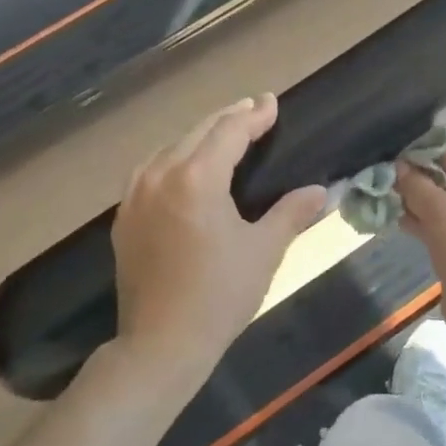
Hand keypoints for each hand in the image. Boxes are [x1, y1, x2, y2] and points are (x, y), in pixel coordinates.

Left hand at [109, 94, 326, 392]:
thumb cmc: (220, 294)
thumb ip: (292, 212)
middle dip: (228, 118)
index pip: (229, 131)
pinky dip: (173, 158)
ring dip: (198, 136)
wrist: (161, 343)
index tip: (271, 102)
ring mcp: (136, 197)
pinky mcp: (124, 218)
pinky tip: (184, 168)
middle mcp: (160, 176)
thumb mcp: (264, 250)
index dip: (253, 114)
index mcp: (197, 179)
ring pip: (169, 148)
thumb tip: (320, 191)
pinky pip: (149, 171)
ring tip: (222, 134)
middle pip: (197, 132)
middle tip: (254, 110)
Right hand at [398, 150, 445, 345]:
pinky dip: (434, 229)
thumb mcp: (439, 210)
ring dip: (424, 209)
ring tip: (390, 205)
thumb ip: (416, 185)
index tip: (393, 165)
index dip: (425, 162)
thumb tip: (398, 167)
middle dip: (423, 188)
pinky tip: (404, 225)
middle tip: (388, 187)